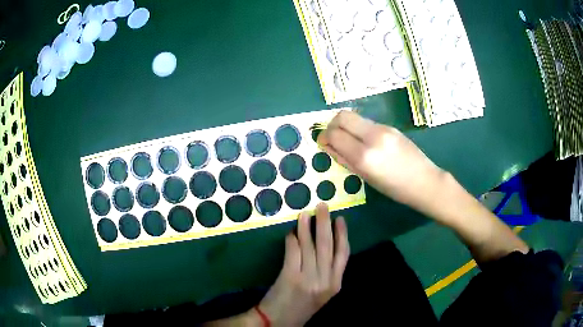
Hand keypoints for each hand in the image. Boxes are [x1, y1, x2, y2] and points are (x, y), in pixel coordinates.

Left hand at [257, 203, 349, 325]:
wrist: (279, 321)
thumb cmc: (302, 307)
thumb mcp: (322, 294)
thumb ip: (327, 274)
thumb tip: (323, 245)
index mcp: (335, 285)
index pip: (343, 254)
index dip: (342, 235)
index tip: (340, 219)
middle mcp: (325, 281)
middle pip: (328, 246)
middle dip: (325, 223)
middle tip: (322, 206)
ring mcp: (308, 279)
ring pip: (310, 246)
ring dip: (307, 227)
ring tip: (305, 213)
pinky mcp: (290, 277)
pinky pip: (293, 252)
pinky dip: (292, 240)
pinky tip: (291, 232)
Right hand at [318, 110, 446, 211]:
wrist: (424, 181)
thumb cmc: (394, 188)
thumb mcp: (365, 177)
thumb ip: (344, 159)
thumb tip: (328, 146)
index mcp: (364, 156)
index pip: (334, 134)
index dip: (324, 137)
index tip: (323, 143)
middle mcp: (372, 136)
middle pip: (342, 116)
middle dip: (332, 124)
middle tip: (333, 137)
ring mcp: (383, 128)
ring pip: (354, 117)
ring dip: (346, 126)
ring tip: (349, 140)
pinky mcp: (390, 126)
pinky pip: (367, 122)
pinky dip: (359, 128)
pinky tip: (364, 141)